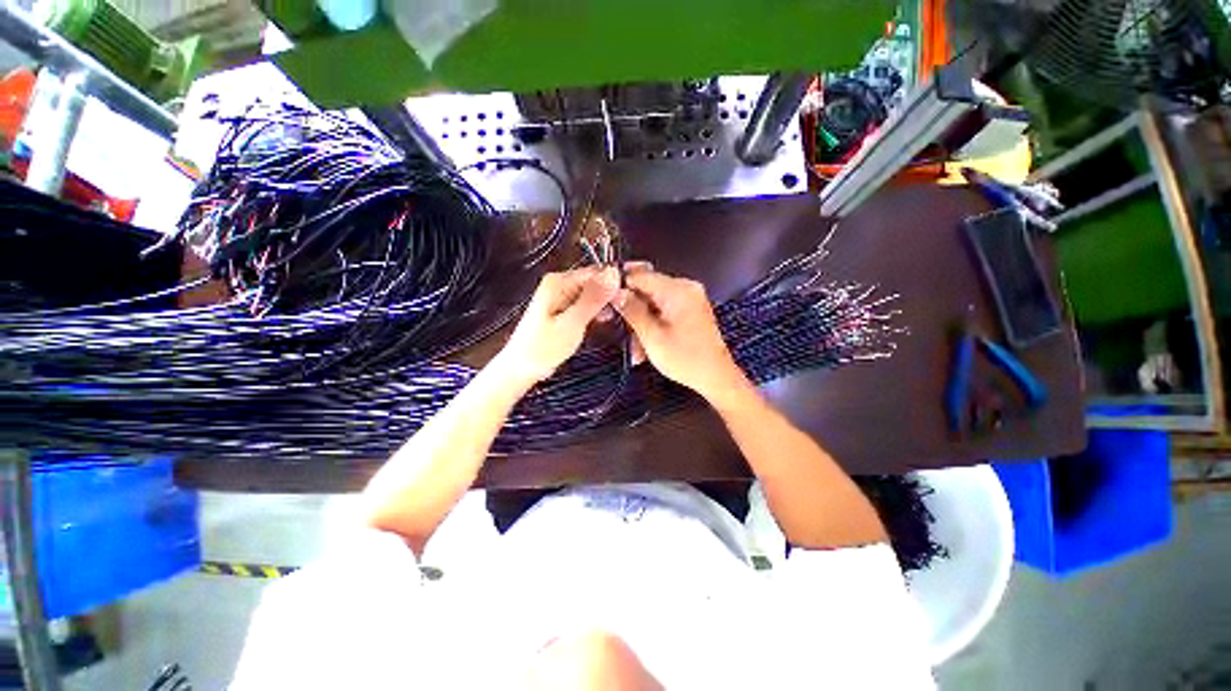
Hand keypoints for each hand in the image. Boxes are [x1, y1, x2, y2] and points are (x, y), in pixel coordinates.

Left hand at [495, 267, 619, 385]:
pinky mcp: (563, 309)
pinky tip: (605, 320)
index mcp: (559, 282)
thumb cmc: (543, 347)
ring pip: (592, 293)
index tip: (635, 291)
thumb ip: (593, 298)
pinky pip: (586, 304)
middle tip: (631, 307)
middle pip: (595, 281)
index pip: (597, 271)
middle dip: (613, 293)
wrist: (521, 368)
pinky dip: (597, 311)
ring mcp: (561, 296)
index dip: (617, 280)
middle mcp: (560, 283)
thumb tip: (614, 272)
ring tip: (622, 315)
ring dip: (607, 303)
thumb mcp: (572, 323)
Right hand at [614, 267, 744, 398]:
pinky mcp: (690, 311)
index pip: (641, 275)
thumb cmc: (685, 359)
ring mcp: (689, 299)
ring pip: (653, 304)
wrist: (716, 378)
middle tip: (617, 327)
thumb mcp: (652, 337)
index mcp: (678, 290)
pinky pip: (664, 311)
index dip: (620, 285)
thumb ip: (632, 311)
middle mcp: (686, 288)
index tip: (604, 299)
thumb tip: (615, 292)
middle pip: (647, 290)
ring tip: (635, 349)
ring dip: (640, 323)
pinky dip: (653, 326)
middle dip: (631, 310)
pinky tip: (645, 347)